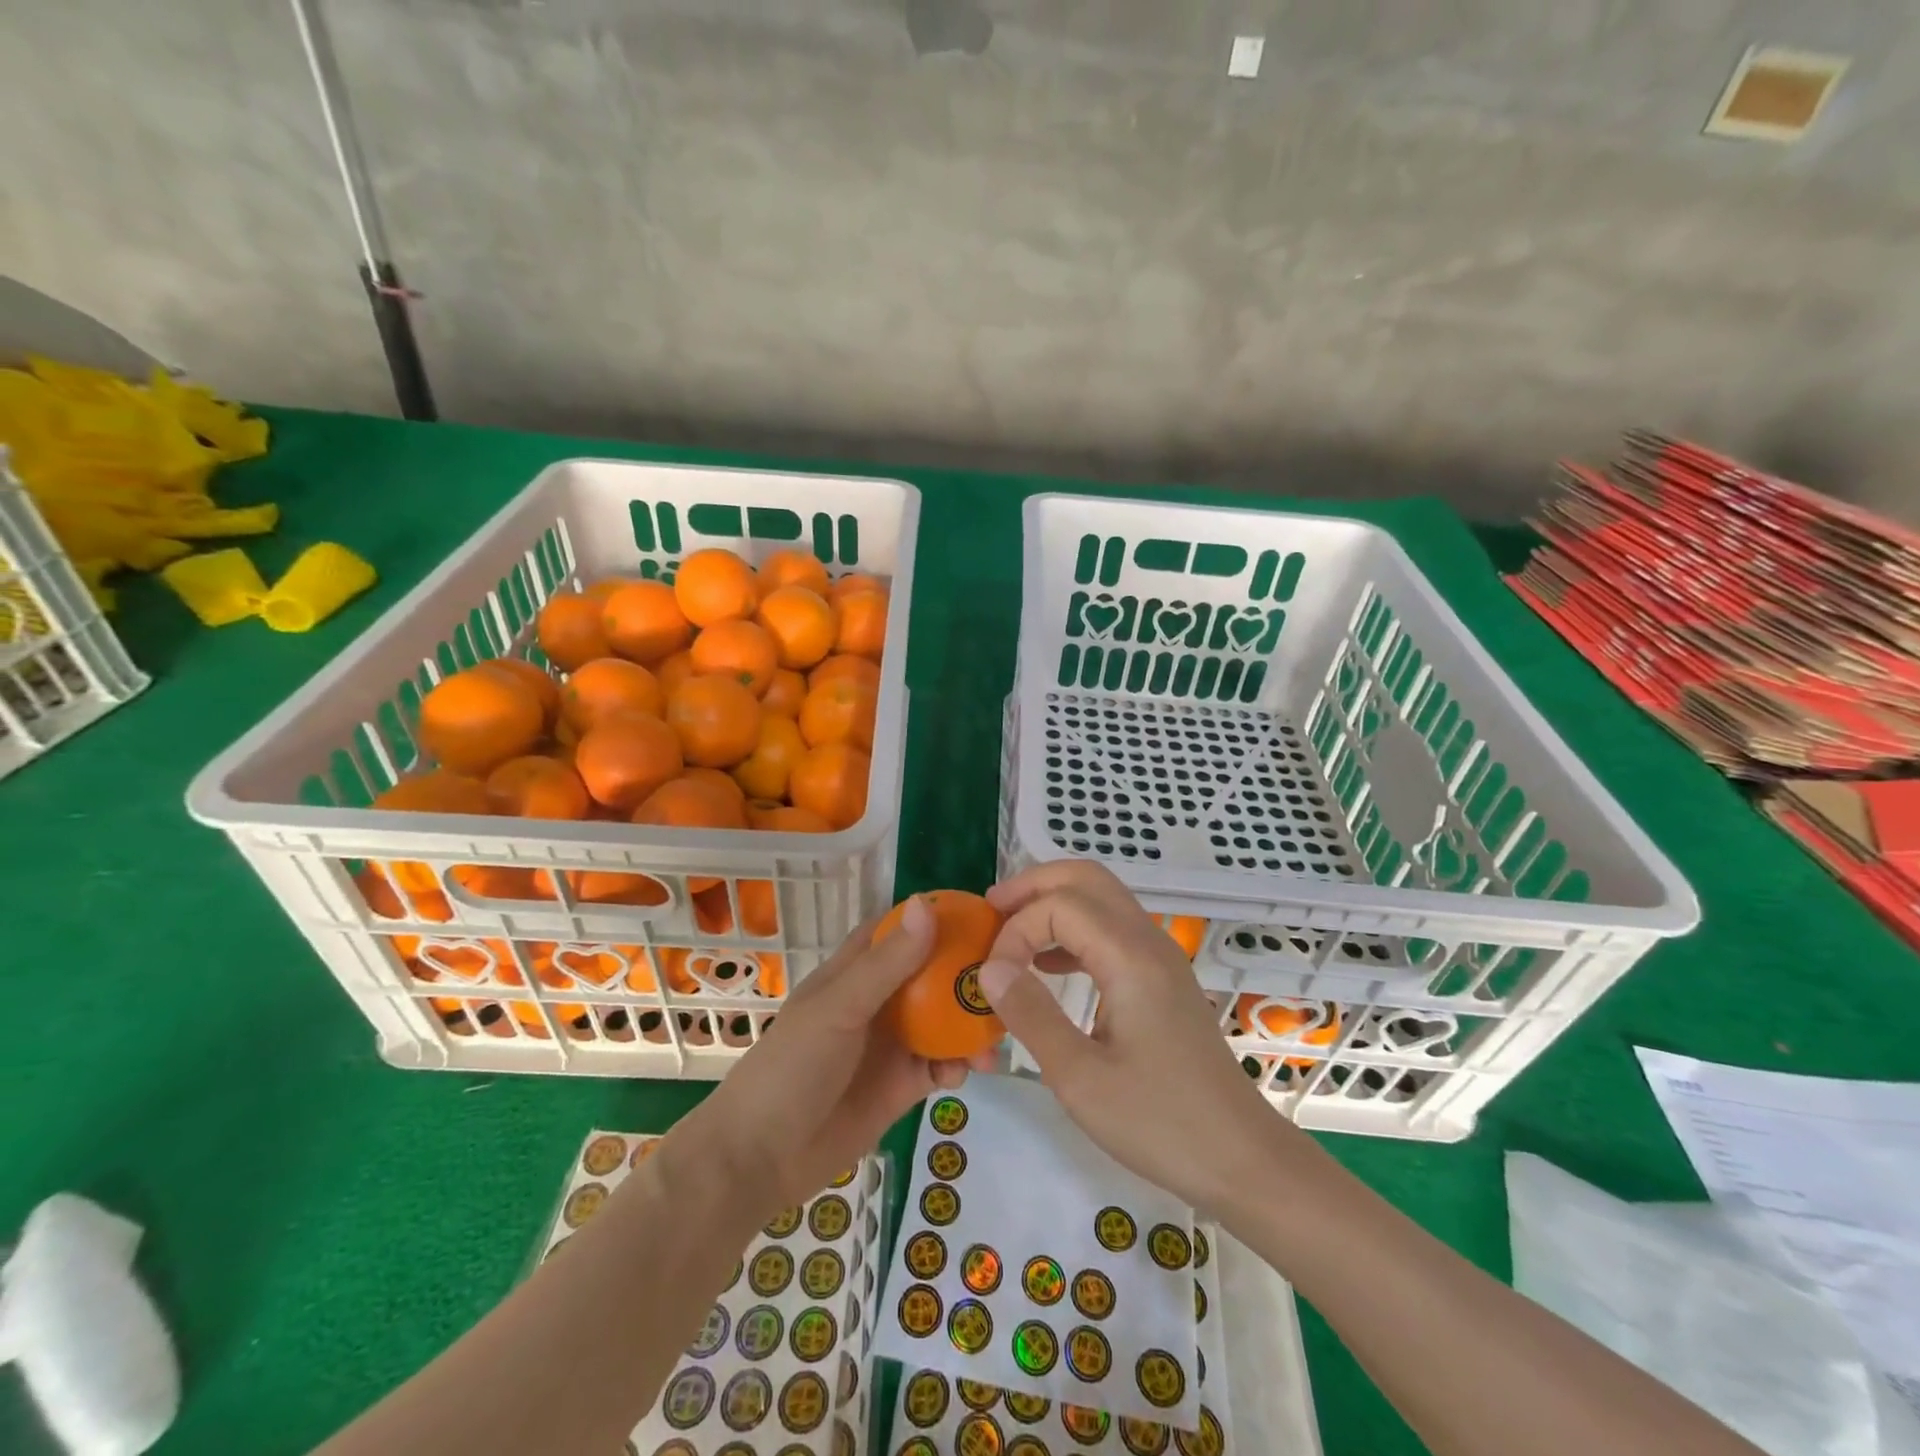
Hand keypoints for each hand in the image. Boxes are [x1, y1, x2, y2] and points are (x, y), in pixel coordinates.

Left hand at [672, 898, 978, 1222]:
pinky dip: (959, 1065)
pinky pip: (942, 1065)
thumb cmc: (792, 1067)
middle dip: (967, 973)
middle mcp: (880, 1000)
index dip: (937, 917)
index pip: (900, 929)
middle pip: (933, 973)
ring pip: (945, 1020)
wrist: (762, 1159)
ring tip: (997, 1033)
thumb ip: (887, 964)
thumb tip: (927, 906)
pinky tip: (965, 1074)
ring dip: (971, 1023)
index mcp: (857, 971)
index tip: (983, 912)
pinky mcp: (903, 1085)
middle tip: (1008, 976)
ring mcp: (892, 1043)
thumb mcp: (839, 1009)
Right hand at [977, 861, 1306, 1216]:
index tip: (993, 978)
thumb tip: (990, 969)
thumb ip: (1031, 1014)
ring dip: (1053, 904)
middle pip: (1085, 878)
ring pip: (1101, 898)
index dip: (1016, 930)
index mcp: (1130, 957)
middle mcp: (1148, 941)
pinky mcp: (1162, 978)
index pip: (1059, 906)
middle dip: (1033, 886)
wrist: (1242, 1158)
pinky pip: (1112, 929)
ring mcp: (1160, 957)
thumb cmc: (1161, 1123)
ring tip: (1010, 933)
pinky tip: (1048, 966)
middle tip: (991, 911)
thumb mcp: (1080, 1078)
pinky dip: (1074, 931)